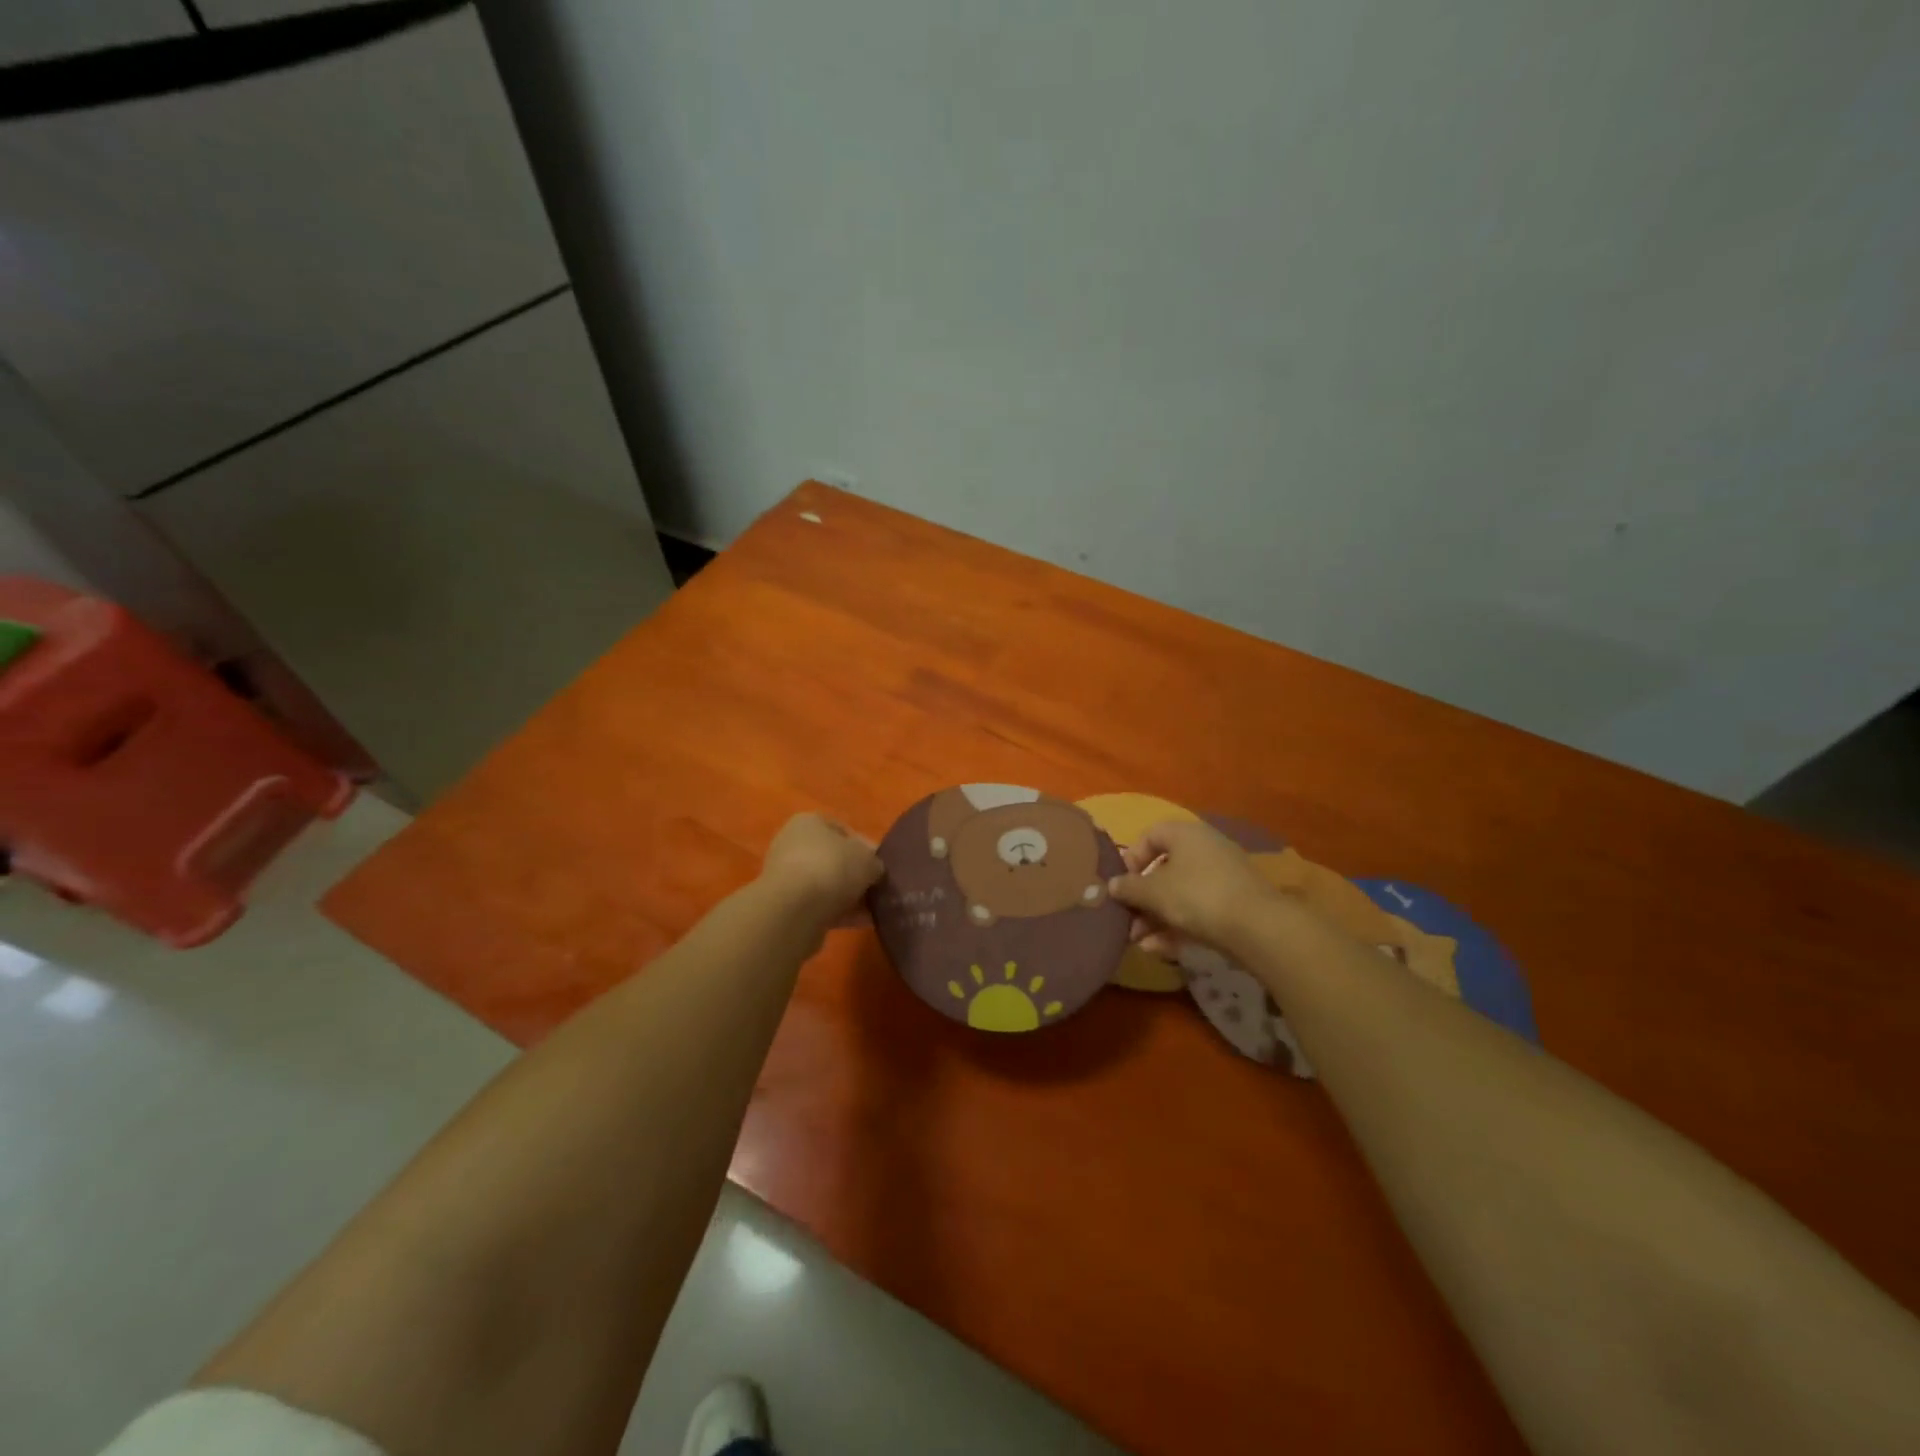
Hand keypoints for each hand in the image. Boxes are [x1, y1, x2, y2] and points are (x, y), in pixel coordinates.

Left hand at [758, 813, 882, 925]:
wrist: (794, 910)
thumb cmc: (832, 868)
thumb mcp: (868, 859)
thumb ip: (874, 862)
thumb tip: (873, 870)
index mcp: (808, 822)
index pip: (843, 831)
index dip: (865, 847)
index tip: (880, 865)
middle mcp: (792, 845)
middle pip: (834, 859)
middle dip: (856, 875)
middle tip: (877, 889)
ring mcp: (786, 876)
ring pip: (827, 885)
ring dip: (849, 897)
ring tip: (873, 910)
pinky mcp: (785, 906)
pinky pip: (819, 906)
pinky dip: (839, 913)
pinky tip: (860, 922)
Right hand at [1108, 819, 1277, 959]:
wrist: (1258, 927)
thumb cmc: (1196, 896)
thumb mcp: (1153, 892)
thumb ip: (1128, 888)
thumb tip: (1112, 885)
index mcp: (1185, 834)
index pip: (1150, 836)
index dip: (1131, 858)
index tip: (1122, 884)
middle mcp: (1205, 848)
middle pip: (1164, 869)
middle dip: (1142, 898)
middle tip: (1128, 921)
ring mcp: (1223, 876)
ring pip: (1180, 893)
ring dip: (1156, 917)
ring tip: (1140, 942)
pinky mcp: (1235, 903)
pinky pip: (1198, 909)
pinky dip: (1178, 926)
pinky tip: (1160, 950)